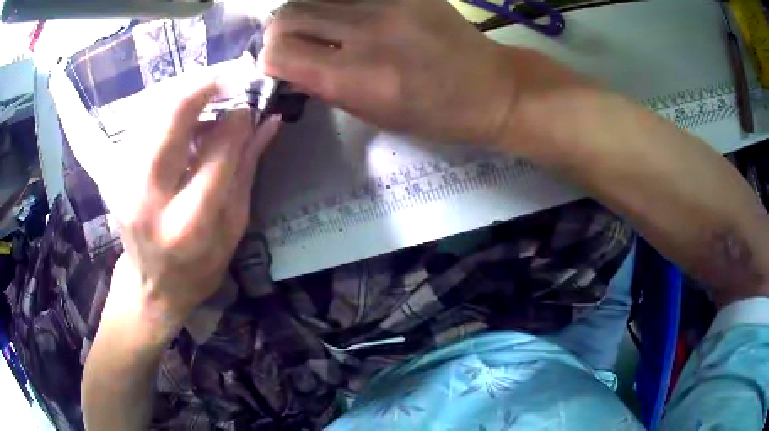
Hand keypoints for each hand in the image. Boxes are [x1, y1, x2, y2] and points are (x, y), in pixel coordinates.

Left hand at [102, 77, 278, 330]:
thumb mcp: (234, 226)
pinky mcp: (113, 172)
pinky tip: (183, 116)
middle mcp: (148, 198)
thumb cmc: (200, 266)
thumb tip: (267, 119)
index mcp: (188, 224)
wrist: (152, 285)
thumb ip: (246, 168)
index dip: (238, 120)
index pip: (217, 152)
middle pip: (172, 118)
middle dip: (204, 86)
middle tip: (230, 77)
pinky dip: (165, 108)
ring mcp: (123, 183)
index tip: (251, 104)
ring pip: (153, 111)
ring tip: (209, 97)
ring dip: (184, 93)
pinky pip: (141, 122)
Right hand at [260, 0, 517, 143]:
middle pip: (288, 14)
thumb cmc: (434, 114)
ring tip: (321, 25)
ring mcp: (388, 4)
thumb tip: (288, 69)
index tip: (278, 63)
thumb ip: (325, 88)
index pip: (279, 53)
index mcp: (355, 78)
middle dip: (280, 31)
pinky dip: (338, 2)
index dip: (270, 58)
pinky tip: (349, 14)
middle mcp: (365, 33)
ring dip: (307, 12)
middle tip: (295, 41)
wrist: (491, 88)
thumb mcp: (375, 115)